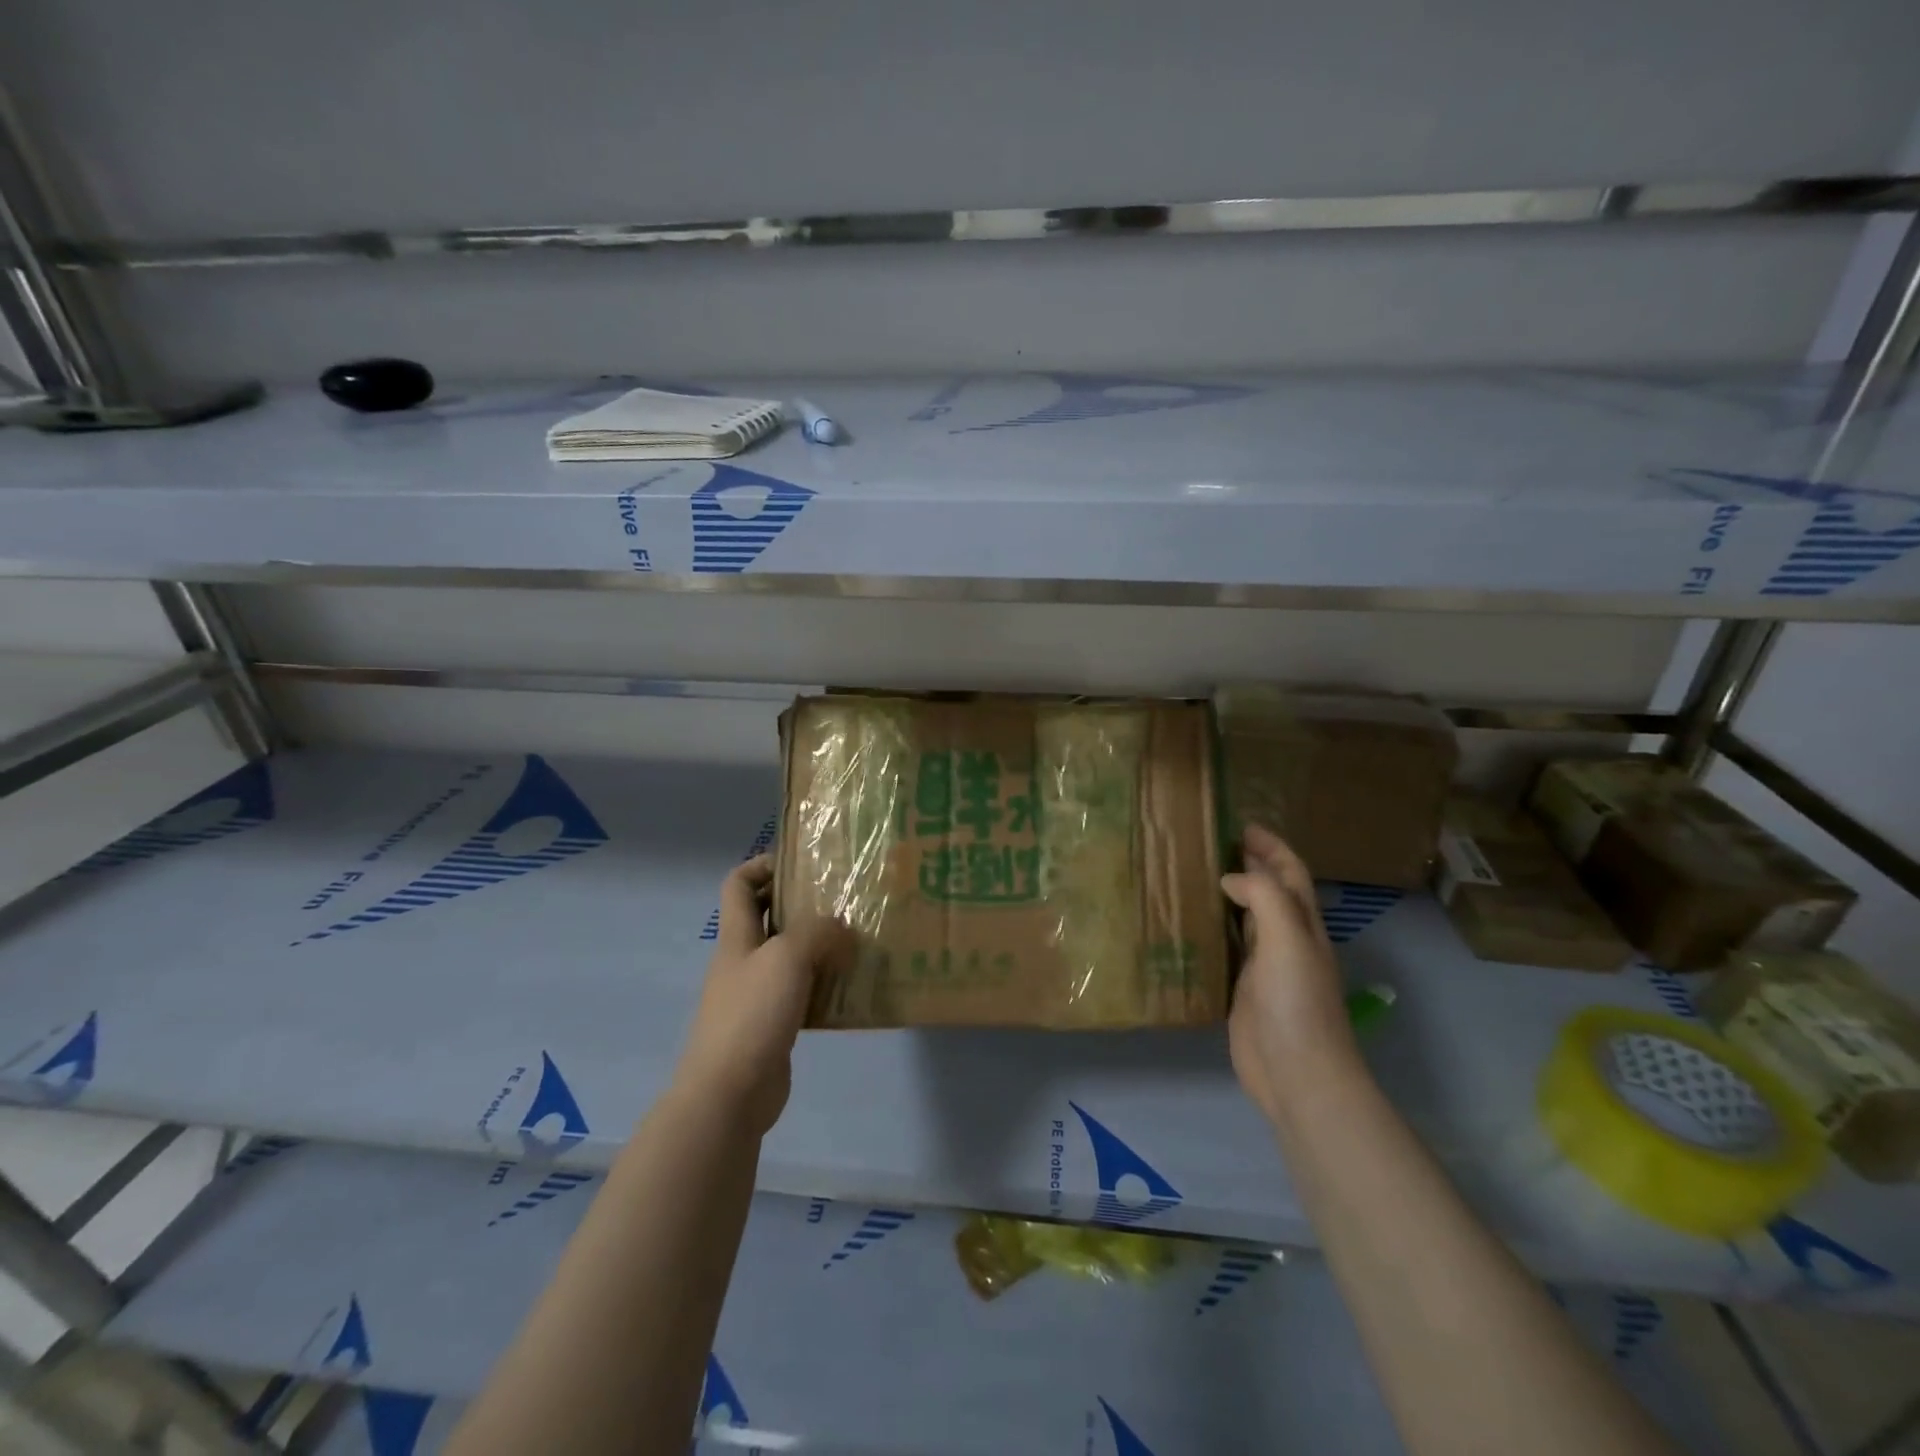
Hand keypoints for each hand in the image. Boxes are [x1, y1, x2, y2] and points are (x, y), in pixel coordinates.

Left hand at [673, 855, 844, 1136]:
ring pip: (790, 956)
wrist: (729, 1093)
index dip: (763, 865)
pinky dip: (825, 984)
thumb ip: (818, 933)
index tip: (802, 864)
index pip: (739, 884)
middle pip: (769, 918)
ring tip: (859, 939)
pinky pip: (803, 992)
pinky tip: (853, 986)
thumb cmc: (752, 1014)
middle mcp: (744, 960)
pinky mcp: (774, 1025)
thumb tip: (842, 929)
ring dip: (820, 946)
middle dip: (803, 904)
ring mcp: (757, 994)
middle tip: (845, 899)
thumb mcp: (787, 958)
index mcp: (737, 936)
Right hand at [1222, 825, 1363, 1127]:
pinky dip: (1213, 928)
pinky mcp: (1241, 990)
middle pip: (1270, 892)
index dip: (1272, 847)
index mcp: (1303, 925)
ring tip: (1195, 873)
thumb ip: (1264, 899)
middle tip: (1211, 842)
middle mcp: (1286, 940)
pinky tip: (1189, 923)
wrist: (1298, 1075)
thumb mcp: (1288, 941)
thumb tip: (1231, 878)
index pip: (1291, 874)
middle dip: (1249, 864)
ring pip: (1247, 918)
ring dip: (1229, 894)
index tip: (1242, 825)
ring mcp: (1264, 967)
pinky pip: (1227, 947)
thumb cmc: (1297, 1004)